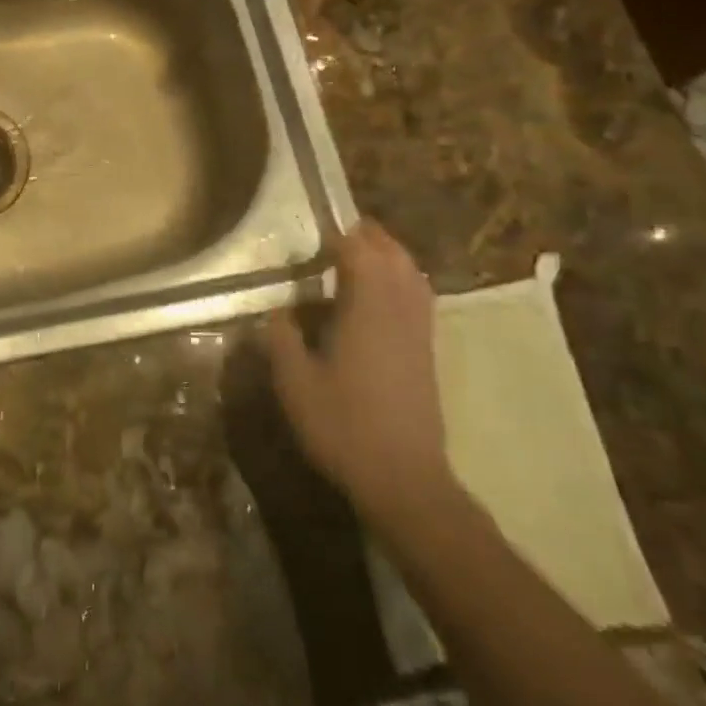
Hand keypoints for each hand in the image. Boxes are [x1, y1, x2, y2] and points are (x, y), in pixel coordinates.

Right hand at [264, 219, 454, 528]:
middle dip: (367, 236)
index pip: (358, 250)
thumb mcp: (294, 382)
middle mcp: (399, 308)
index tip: (314, 226)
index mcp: (367, 306)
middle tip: (336, 232)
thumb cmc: (343, 425)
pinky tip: (383, 294)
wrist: (404, 478)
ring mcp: (419, 329)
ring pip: (411, 273)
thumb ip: (281, 338)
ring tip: (360, 253)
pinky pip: (419, 296)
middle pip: (391, 253)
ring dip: (388, 254)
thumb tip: (278, 311)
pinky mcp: (427, 351)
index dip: (338, 233)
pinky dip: (402, 280)